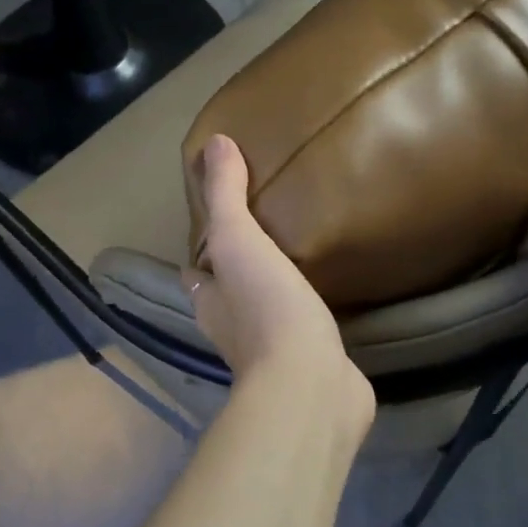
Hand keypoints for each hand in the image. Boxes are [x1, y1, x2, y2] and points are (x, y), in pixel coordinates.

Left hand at [186, 136, 374, 421]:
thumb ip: (226, 195)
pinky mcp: (307, 362)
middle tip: (269, 230)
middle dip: (240, 267)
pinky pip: (303, 328)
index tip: (224, 218)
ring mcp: (270, 350)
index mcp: (209, 300)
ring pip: (266, 310)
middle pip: (229, 291)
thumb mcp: (239, 240)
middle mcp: (231, 327)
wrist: (309, 384)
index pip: (196, 269)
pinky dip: (308, 312)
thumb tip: (214, 142)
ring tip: (301, 255)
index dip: (205, 246)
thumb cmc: (266, 308)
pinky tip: (330, 294)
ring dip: (275, 289)